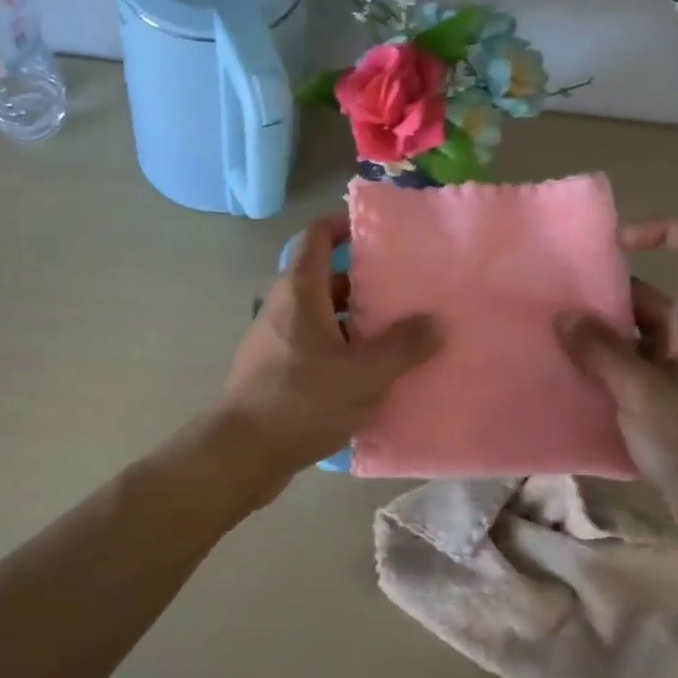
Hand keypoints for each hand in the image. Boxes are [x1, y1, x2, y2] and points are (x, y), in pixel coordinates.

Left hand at [217, 213, 440, 493]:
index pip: (318, 234)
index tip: (382, 233)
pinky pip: (315, 347)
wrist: (242, 453)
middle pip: (327, 279)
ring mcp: (276, 339)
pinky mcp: (276, 369)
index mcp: (301, 290)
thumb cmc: (303, 401)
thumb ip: (404, 346)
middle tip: (408, 294)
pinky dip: (342, 351)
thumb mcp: (364, 374)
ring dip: (358, 323)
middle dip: (367, 283)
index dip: (346, 224)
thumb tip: (435, 321)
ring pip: (324, 317)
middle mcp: (284, 306)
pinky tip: (370, 378)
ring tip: (400, 338)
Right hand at [555, 220, 677, 543]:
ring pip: (634, 334)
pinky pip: (630, 367)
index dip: (662, 231)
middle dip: (601, 297)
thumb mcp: (643, 394)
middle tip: (551, 310)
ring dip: (596, 337)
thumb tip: (565, 315)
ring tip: (548, 345)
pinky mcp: (669, 399)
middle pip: (649, 294)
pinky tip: (568, 381)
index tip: (613, 247)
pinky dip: (602, 367)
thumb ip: (602, 352)